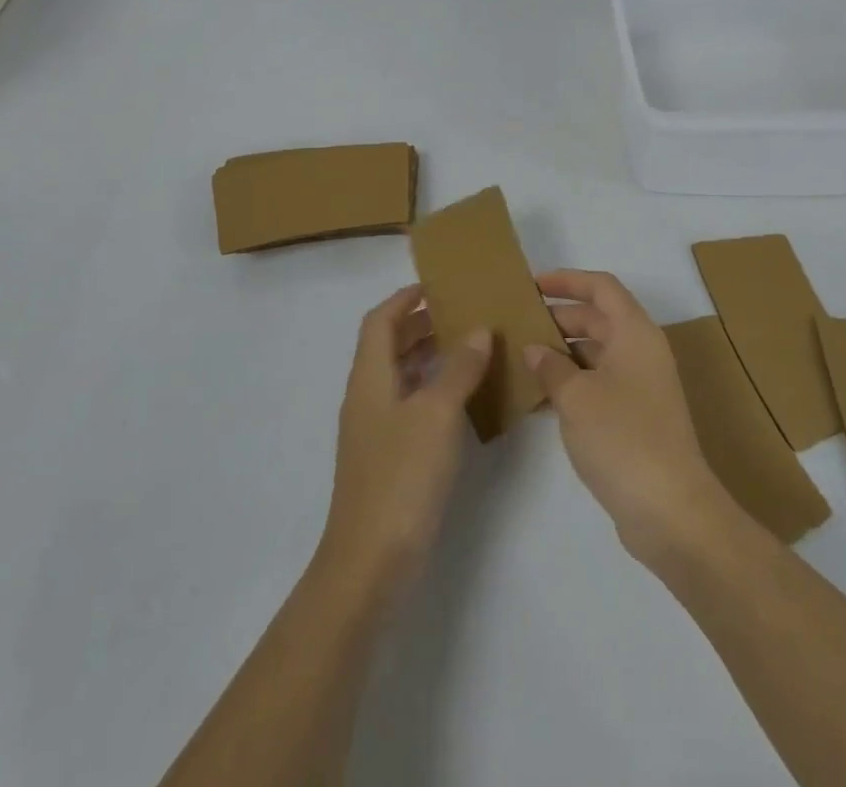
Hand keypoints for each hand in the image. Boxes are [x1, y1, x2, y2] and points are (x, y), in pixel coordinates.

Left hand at [318, 285, 491, 591]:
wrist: (371, 560)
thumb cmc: (402, 475)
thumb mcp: (436, 413)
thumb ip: (458, 368)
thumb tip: (478, 330)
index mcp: (369, 377)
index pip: (380, 320)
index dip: (404, 298)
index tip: (438, 285)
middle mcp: (367, 396)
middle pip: (388, 345)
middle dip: (421, 324)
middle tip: (463, 314)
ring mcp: (375, 429)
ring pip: (400, 375)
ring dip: (429, 356)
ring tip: (469, 348)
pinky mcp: (387, 456)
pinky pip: (409, 404)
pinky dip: (432, 389)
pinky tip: (462, 399)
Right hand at [526, 270, 728, 561]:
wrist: (671, 511)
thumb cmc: (623, 437)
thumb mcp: (576, 397)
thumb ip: (551, 367)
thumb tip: (535, 350)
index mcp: (635, 332)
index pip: (601, 287)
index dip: (568, 280)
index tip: (533, 285)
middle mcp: (641, 351)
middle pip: (598, 318)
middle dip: (559, 317)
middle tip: (520, 323)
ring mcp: (641, 386)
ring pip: (597, 352)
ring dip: (563, 352)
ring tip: (523, 357)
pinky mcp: (636, 417)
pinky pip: (598, 383)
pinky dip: (572, 382)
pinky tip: (540, 397)